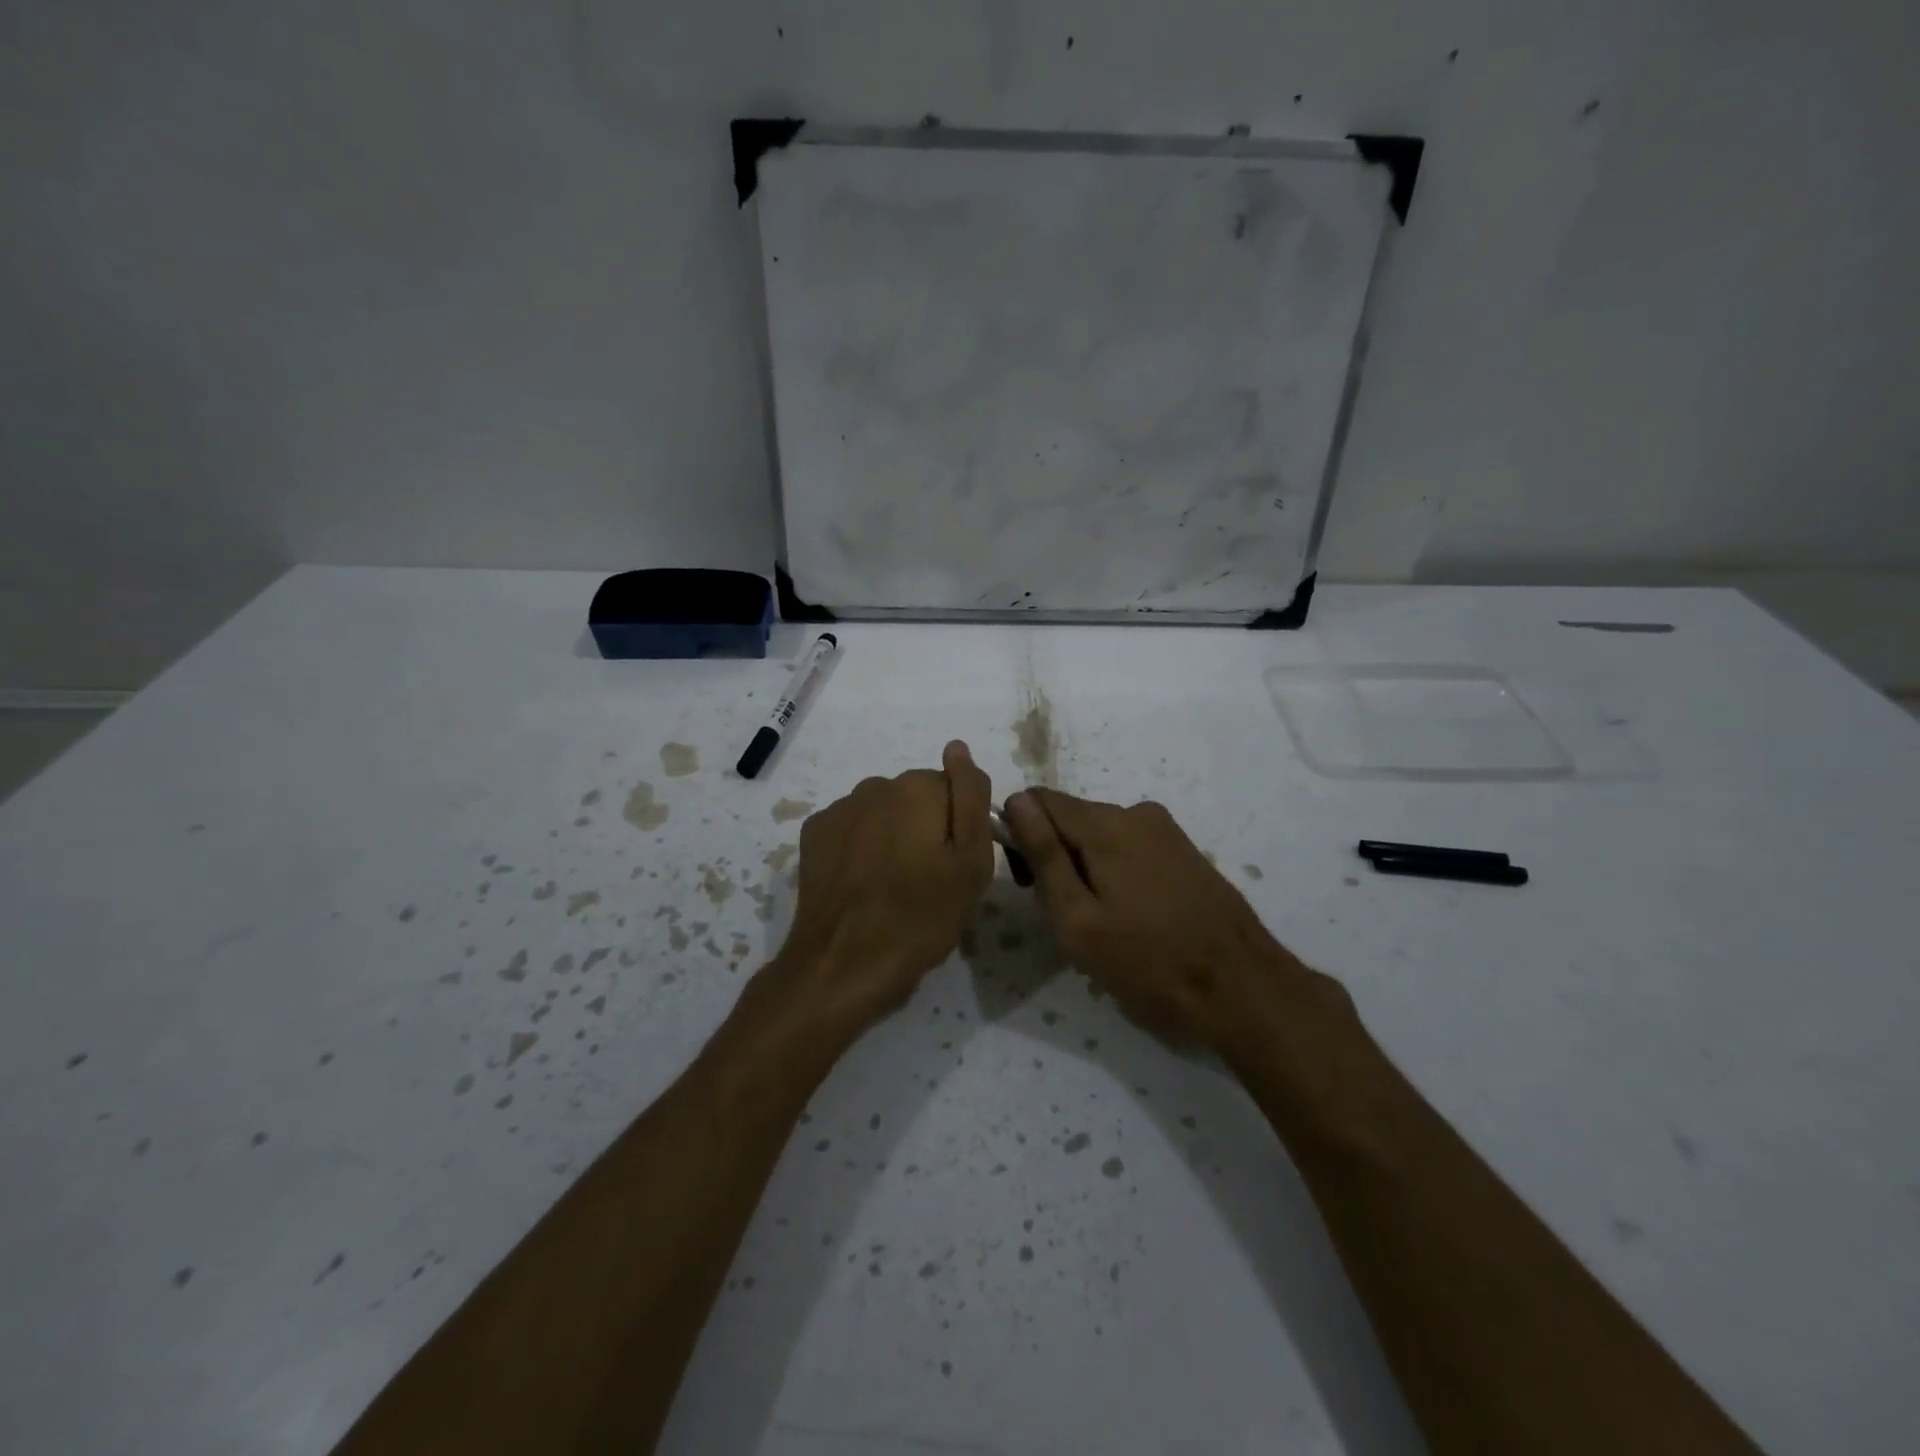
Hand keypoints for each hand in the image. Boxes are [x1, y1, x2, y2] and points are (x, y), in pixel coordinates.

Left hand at [768, 742, 994, 1034]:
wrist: (844, 964)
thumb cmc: (921, 917)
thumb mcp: (971, 862)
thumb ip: (970, 796)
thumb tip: (958, 747)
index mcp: (917, 787)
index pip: (955, 789)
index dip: (961, 827)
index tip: (957, 865)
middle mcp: (875, 785)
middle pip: (916, 798)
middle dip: (925, 828)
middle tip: (929, 881)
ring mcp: (839, 809)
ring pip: (883, 813)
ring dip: (892, 836)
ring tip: (893, 886)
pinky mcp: (813, 835)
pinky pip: (852, 829)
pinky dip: (861, 847)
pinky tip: (862, 884)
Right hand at [1004, 788, 1320, 1053]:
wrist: (1243, 989)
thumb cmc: (1149, 963)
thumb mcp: (1078, 920)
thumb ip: (1044, 856)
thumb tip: (1015, 801)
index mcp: (1106, 824)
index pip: (1037, 800)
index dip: (1021, 836)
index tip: (1031, 884)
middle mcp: (1136, 812)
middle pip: (1070, 818)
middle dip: (1055, 856)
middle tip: (1068, 917)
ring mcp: (1166, 830)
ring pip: (1100, 836)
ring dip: (1086, 868)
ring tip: (1104, 925)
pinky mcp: (1184, 850)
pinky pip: (1130, 848)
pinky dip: (1116, 873)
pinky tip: (1134, 918)